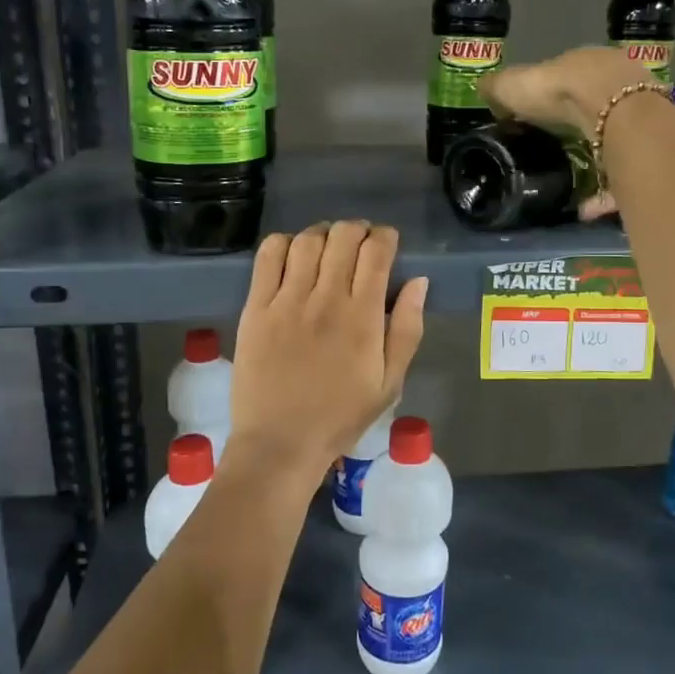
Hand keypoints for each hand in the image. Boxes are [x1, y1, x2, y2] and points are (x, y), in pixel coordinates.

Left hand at [229, 221, 428, 487]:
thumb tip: (418, 282)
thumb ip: (407, 329)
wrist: (280, 443)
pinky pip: (268, 257)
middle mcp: (326, 299)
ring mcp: (287, 301)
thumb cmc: (340, 417)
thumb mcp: (390, 383)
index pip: (376, 252)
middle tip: (359, 243)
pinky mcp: (256, 308)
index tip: (387, 243)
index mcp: (363, 317)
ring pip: (306, 241)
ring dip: (323, 233)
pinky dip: (283, 243)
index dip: (385, 237)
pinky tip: (292, 253)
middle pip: (343, 237)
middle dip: (357, 230)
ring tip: (327, 245)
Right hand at [478, 46, 649, 220]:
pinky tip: (584, 210)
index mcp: (588, 64)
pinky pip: (622, 177)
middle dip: (578, 128)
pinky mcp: (648, 152)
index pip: (570, 76)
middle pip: (596, 108)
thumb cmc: (560, 90)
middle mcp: (619, 85)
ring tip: (570, 187)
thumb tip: (481, 88)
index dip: (553, 95)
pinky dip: (603, 195)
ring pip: (614, 141)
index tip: (537, 116)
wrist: (617, 113)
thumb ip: (498, 87)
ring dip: (594, 164)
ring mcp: (639, 117)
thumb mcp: (516, 84)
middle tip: (555, 150)